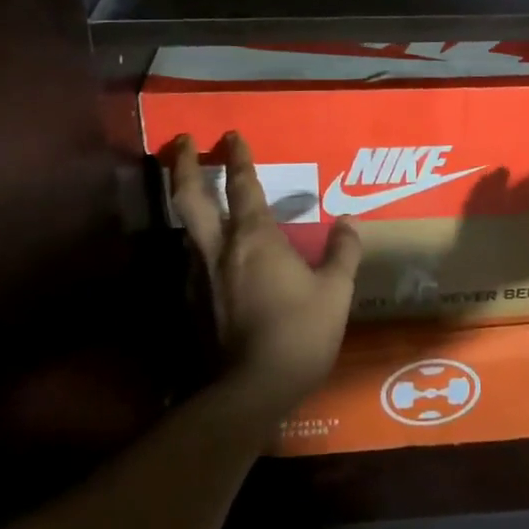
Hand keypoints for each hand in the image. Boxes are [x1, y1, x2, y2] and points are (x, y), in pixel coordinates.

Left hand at [168, 132, 360, 419]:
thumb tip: (348, 222)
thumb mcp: (335, 293)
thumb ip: (343, 252)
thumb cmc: (298, 334)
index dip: (238, 157)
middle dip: (181, 164)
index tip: (232, 135)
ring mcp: (197, 277)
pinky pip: (190, 261)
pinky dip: (196, 245)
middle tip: (179, 141)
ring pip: (184, 228)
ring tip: (192, 194)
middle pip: (189, 196)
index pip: (243, 185)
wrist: (248, 392)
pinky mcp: (188, 304)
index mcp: (254, 238)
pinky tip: (208, 255)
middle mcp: (218, 248)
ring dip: (186, 203)